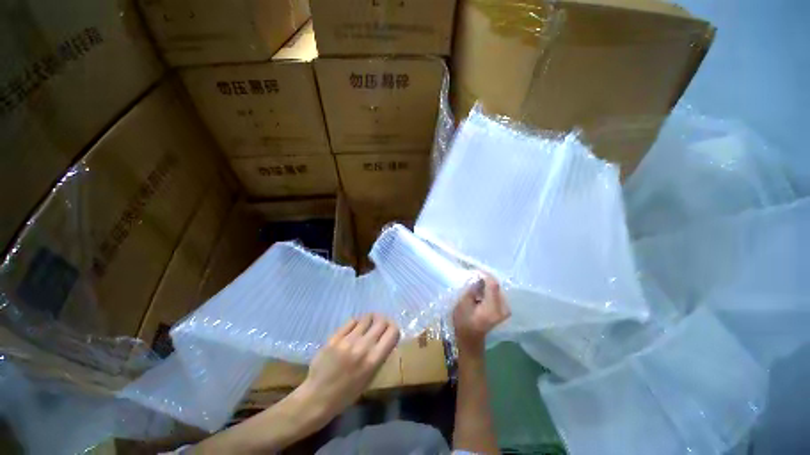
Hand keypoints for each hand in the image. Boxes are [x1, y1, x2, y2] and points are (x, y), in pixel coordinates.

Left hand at [295, 314, 399, 420]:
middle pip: (381, 321)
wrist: (317, 398)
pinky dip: (356, 322)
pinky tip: (355, 328)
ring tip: (367, 325)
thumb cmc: (347, 393)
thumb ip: (379, 356)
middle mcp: (363, 347)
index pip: (392, 332)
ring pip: (367, 318)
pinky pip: (351, 321)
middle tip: (380, 325)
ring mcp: (347, 340)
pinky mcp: (335, 337)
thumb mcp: (369, 378)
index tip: (391, 330)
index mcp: (374, 360)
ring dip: (370, 320)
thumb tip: (386, 338)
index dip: (394, 328)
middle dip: (384, 321)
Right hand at [453, 274, 509, 352]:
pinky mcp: (505, 310)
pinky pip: (498, 293)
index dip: (484, 275)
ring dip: (487, 284)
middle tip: (473, 278)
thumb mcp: (463, 304)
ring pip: (497, 288)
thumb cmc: (463, 322)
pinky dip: (489, 290)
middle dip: (485, 279)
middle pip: (496, 285)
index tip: (474, 271)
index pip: (493, 284)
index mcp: (492, 308)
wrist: (470, 339)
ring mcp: (506, 309)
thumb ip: (471, 289)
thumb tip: (477, 277)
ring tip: (475, 285)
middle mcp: (503, 308)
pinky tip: (480, 292)